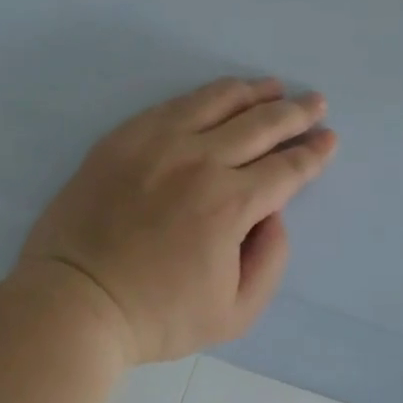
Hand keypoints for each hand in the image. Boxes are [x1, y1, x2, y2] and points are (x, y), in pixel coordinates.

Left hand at [18, 78, 338, 365]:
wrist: (73, 303)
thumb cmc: (156, 315)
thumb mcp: (234, 314)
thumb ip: (271, 260)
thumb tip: (274, 212)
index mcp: (230, 204)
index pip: (286, 167)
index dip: (313, 152)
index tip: (329, 138)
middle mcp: (200, 161)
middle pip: (262, 124)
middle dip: (297, 112)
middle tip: (316, 102)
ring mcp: (159, 142)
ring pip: (220, 100)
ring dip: (256, 92)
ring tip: (275, 86)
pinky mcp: (125, 136)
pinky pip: (176, 103)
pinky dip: (208, 95)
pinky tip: (221, 95)